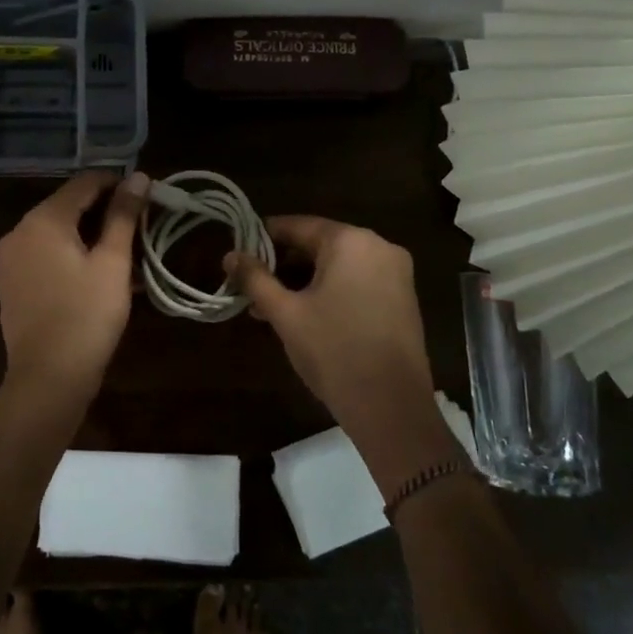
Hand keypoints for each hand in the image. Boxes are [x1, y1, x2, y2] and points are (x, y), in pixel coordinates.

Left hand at [0, 171, 149, 397]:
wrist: (48, 379)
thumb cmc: (86, 316)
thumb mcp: (112, 262)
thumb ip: (124, 215)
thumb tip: (138, 176)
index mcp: (42, 220)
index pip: (85, 182)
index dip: (119, 184)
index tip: (148, 198)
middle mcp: (20, 231)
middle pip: (69, 205)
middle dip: (107, 211)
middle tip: (142, 228)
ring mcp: (11, 258)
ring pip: (59, 231)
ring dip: (92, 235)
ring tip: (128, 253)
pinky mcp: (12, 282)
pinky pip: (47, 254)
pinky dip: (73, 254)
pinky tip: (100, 273)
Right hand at [226, 217, 460, 490]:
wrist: (392, 408)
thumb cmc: (334, 352)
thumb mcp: (286, 314)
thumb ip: (255, 279)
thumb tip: (229, 255)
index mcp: (351, 241)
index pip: (297, 226)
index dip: (263, 238)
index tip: (238, 254)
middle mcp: (379, 246)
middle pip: (319, 244)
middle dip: (283, 265)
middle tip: (251, 287)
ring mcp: (396, 273)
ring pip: (337, 265)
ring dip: (303, 281)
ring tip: (270, 308)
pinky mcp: (403, 298)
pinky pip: (357, 281)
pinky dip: (330, 291)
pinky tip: (304, 315)